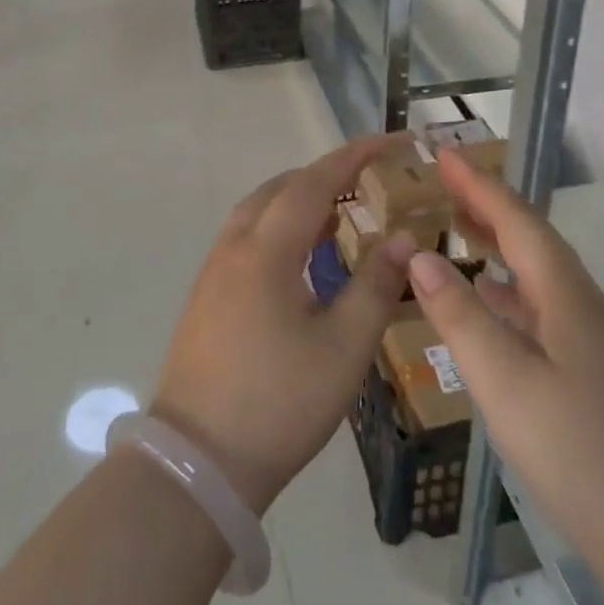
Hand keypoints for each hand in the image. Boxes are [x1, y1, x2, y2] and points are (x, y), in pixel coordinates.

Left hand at [151, 134, 416, 513]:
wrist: (199, 461)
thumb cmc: (280, 402)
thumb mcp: (344, 346)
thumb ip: (376, 284)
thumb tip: (404, 239)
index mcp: (266, 249)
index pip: (314, 182)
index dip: (354, 157)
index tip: (390, 142)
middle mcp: (234, 246)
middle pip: (280, 188)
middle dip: (326, 176)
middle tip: (370, 182)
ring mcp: (213, 271)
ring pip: (258, 211)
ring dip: (299, 201)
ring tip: (340, 215)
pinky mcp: (206, 296)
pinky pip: (246, 238)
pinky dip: (279, 227)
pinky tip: (301, 257)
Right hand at [407, 150, 603, 562]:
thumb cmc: (572, 445)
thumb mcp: (504, 377)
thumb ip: (459, 314)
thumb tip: (420, 256)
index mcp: (563, 292)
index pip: (516, 219)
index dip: (479, 184)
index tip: (444, 153)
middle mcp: (576, 301)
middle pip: (528, 236)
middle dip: (486, 203)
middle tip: (442, 181)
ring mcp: (582, 334)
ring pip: (532, 269)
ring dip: (494, 240)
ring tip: (455, 226)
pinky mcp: (580, 364)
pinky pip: (533, 301)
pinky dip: (501, 285)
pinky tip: (482, 298)